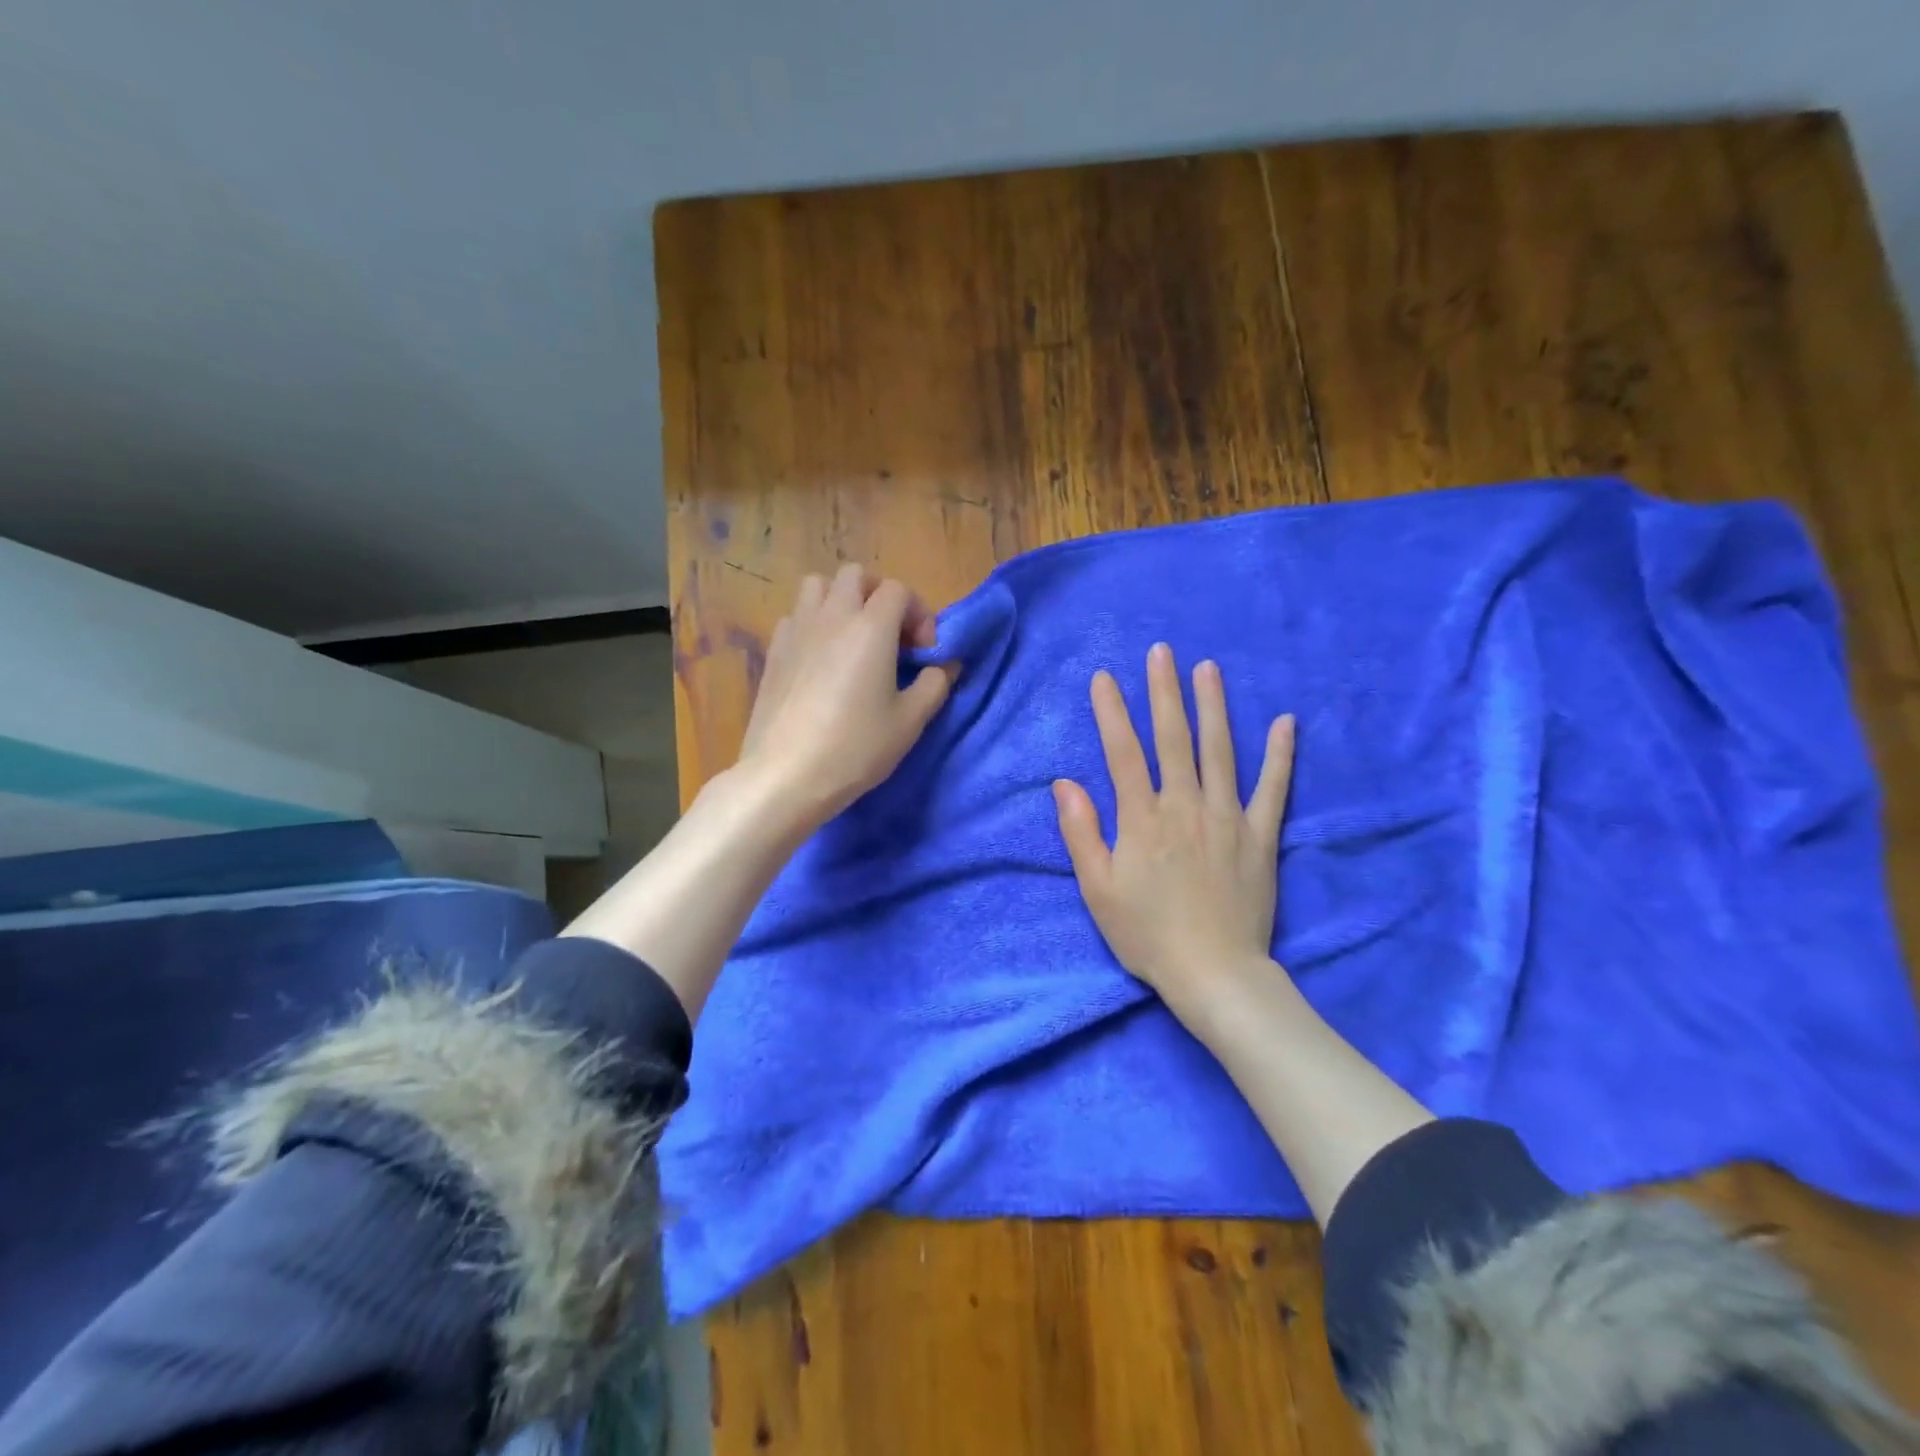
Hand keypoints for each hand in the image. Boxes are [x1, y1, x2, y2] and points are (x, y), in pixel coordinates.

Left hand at [736, 563, 957, 831]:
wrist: (786, 775)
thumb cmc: (856, 747)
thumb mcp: (910, 722)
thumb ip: (934, 685)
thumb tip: (941, 667)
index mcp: (871, 627)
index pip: (898, 590)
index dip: (919, 614)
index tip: (924, 652)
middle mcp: (832, 616)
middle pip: (855, 575)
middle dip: (879, 595)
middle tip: (891, 636)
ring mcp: (796, 630)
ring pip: (818, 586)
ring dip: (841, 600)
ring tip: (853, 638)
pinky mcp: (773, 651)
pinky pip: (796, 616)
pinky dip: (813, 624)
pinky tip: (820, 660)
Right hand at [1053, 643, 1294, 1022]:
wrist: (1214, 973)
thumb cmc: (1147, 934)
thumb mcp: (1098, 889)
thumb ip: (1081, 832)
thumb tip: (1063, 783)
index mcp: (1141, 818)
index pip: (1123, 752)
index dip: (1111, 712)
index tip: (1103, 678)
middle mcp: (1185, 806)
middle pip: (1173, 739)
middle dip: (1164, 692)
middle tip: (1162, 651)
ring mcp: (1227, 817)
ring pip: (1220, 751)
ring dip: (1213, 707)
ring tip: (1208, 668)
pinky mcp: (1260, 836)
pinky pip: (1272, 789)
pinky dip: (1280, 755)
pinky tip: (1285, 722)